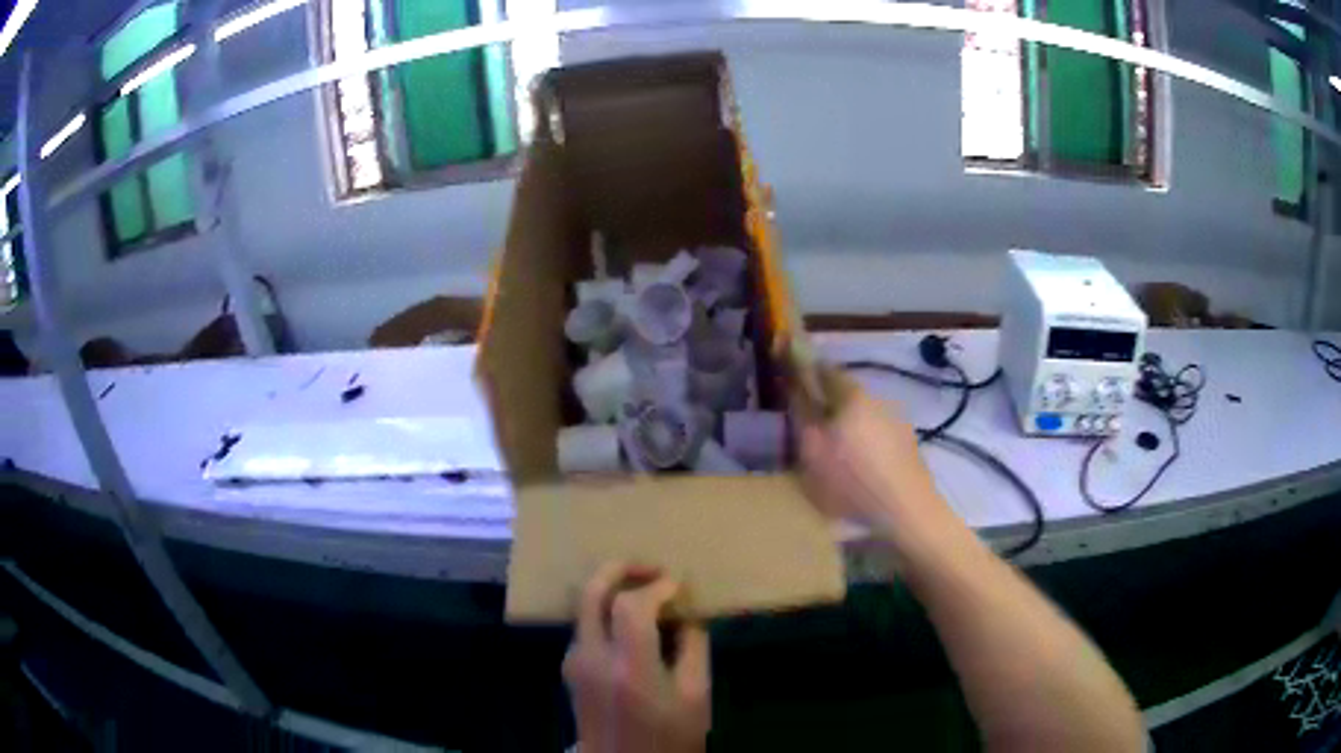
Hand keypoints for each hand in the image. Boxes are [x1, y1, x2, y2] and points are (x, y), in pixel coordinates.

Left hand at [564, 563, 710, 752]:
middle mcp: (592, 658)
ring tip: (647, 591)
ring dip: (612, 588)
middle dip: (619, 569)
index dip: (656, 587)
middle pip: (590, 593)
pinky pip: (585, 625)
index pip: (631, 606)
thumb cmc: (668, 738)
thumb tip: (687, 614)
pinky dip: (605, 610)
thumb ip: (694, 648)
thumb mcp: (696, 696)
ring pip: (583, 606)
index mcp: (628, 669)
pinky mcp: (570, 669)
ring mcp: (575, 662)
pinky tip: (632, 620)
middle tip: (651, 567)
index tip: (679, 584)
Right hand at [799, 385, 947, 536]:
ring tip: (837, 454)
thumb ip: (801, 414)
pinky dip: (867, 444)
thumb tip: (794, 386)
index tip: (793, 383)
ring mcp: (898, 422)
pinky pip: (879, 435)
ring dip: (850, 426)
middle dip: (829, 405)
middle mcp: (878, 399)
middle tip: (812, 427)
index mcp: (852, 396)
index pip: (825, 370)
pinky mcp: (909, 445)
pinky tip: (862, 467)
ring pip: (865, 416)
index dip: (807, 372)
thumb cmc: (852, 481)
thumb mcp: (812, 451)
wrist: (906, 511)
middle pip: (846, 394)